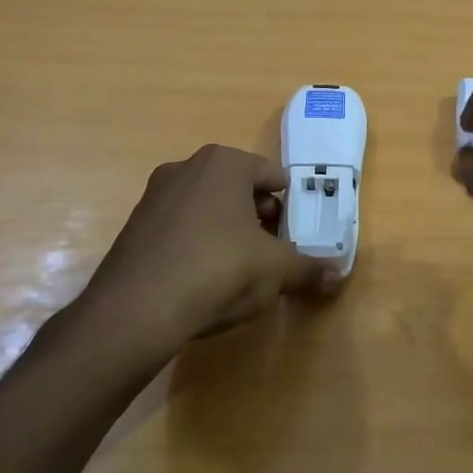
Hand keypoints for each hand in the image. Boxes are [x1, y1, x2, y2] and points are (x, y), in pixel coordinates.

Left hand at [79, 145, 328, 346]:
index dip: (289, 204)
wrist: (135, 310)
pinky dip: (197, 244)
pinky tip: (203, 278)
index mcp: (224, 163)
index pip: (271, 175)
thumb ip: (308, 268)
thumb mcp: (276, 270)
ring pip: (207, 207)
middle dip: (259, 216)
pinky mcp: (134, 226)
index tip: (296, 232)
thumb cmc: (218, 270)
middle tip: (273, 250)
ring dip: (228, 230)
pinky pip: (180, 227)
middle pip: (238, 188)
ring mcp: (155, 195)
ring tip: (241, 268)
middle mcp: (186, 167)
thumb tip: (338, 276)